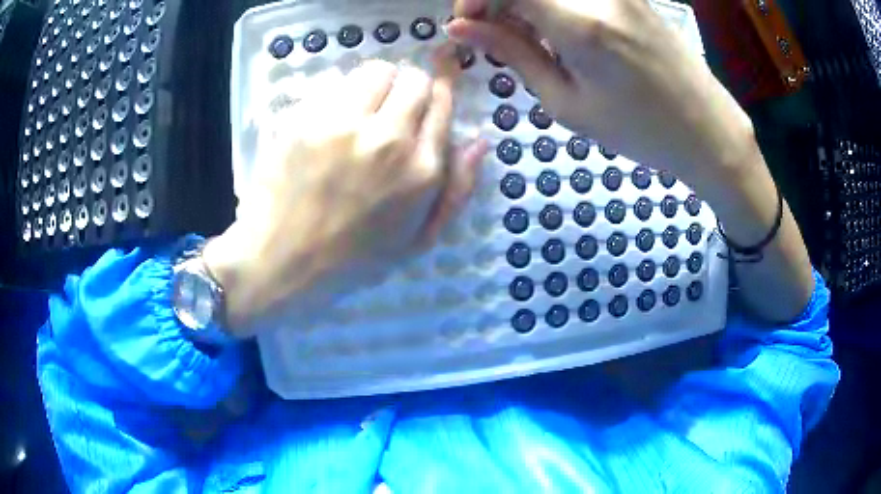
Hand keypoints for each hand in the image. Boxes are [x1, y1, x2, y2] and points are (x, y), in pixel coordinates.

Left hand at [204, 52, 486, 336]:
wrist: (283, 262)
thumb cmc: (353, 258)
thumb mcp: (418, 239)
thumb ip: (456, 190)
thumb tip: (479, 141)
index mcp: (421, 170)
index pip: (441, 101)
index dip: (440, 89)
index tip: (433, 88)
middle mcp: (388, 138)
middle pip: (413, 78)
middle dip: (410, 87)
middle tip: (394, 108)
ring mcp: (343, 125)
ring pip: (375, 70)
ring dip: (376, 84)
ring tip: (362, 109)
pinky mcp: (306, 119)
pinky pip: (334, 82)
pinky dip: (340, 93)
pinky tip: (331, 119)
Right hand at [451, 0, 813, 321]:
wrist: (706, 128)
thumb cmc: (639, 129)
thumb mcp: (568, 104)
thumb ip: (513, 54)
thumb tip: (462, 29)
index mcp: (580, 24)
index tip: (467, 24)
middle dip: (499, 1)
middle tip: (496, 32)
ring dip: (528, 3)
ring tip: (531, 37)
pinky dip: (556, 4)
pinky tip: (562, 30)